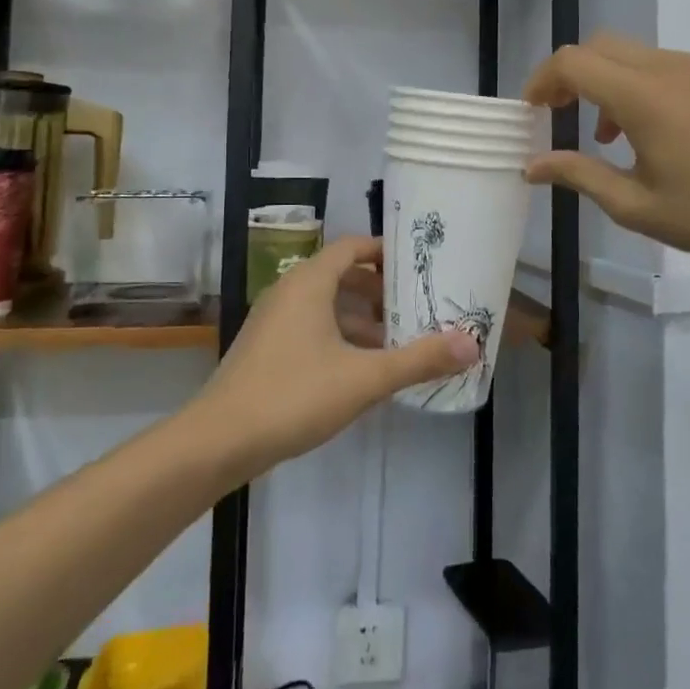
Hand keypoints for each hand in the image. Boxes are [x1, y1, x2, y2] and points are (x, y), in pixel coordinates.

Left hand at [186, 236, 478, 479]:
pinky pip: (310, 327)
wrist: (218, 441)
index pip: (351, 247)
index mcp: (308, 283)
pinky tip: (360, 369)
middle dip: (378, 289)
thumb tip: (471, 344)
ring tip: (396, 340)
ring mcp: (272, 321)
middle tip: (414, 306)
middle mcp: (288, 292)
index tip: (416, 265)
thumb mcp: (364, 378)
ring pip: (325, 305)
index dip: (384, 251)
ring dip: (359, 317)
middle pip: (340, 275)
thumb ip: (419, 360)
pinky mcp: (265, 349)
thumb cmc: (294, 395)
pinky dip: (338, 336)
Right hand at [522, 33, 689, 266]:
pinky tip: (674, 132)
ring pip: (643, 56)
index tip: (535, 110)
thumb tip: (531, 166)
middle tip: (566, 114)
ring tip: (620, 135)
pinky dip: (656, 87)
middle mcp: (674, 67)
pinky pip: (682, 68)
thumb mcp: (635, 206)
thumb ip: (578, 174)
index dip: (543, 80)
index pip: (573, 62)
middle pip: (603, 46)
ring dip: (616, 84)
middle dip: (574, 74)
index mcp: (643, 97)